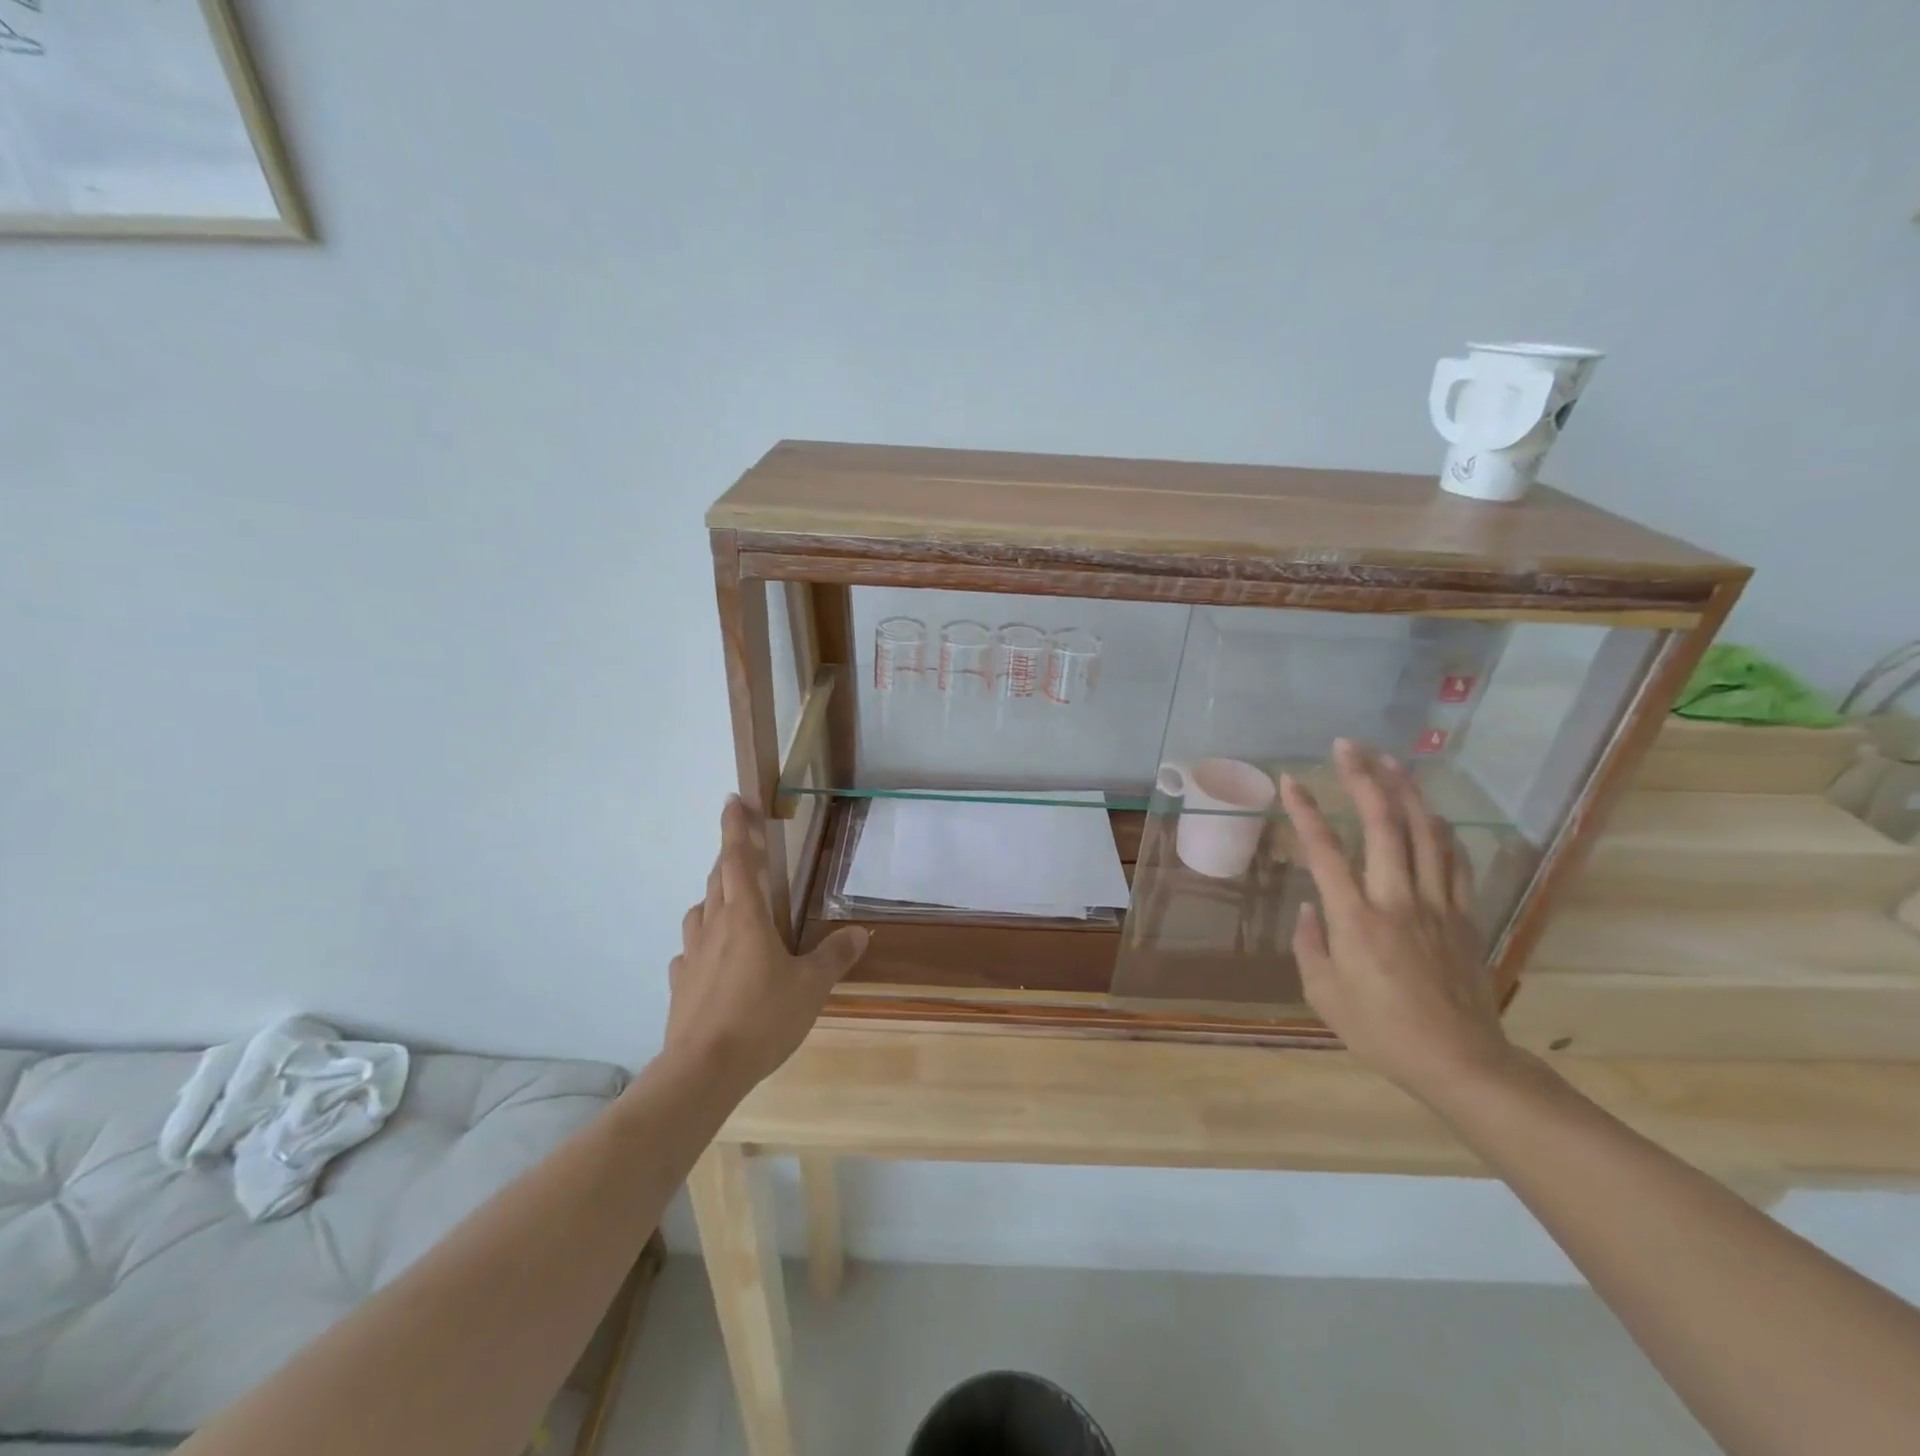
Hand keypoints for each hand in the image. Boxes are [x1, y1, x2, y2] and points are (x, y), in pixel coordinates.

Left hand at [664, 797, 869, 1094]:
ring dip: (713, 898)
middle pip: (717, 879)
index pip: (738, 860)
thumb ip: (835, 956)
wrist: (703, 1070)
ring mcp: (691, 956)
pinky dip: (701, 944)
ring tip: (731, 904)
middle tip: (744, 848)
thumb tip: (861, 933)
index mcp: (746, 917)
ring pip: (699, 912)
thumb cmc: (762, 1017)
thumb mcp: (811, 986)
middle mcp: (714, 927)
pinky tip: (711, 960)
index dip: (736, 828)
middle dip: (730, 857)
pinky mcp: (680, 985)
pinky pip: (689, 952)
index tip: (732, 800)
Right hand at [1279, 740, 1513, 1099]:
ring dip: (1407, 791)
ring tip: (1391, 760)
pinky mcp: (1463, 915)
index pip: (1325, 851)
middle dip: (1363, 779)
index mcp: (1356, 919)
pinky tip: (1431, 813)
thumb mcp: (1324, 995)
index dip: (1305, 811)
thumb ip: (1309, 943)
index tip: (1290, 780)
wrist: (1461, 1062)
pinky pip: (1454, 860)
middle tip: (1348, 746)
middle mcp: (1397, 899)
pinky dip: (1441, 829)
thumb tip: (1307, 906)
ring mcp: (1436, 904)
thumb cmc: (1381, 1031)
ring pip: (1425, 832)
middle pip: (1384, 825)